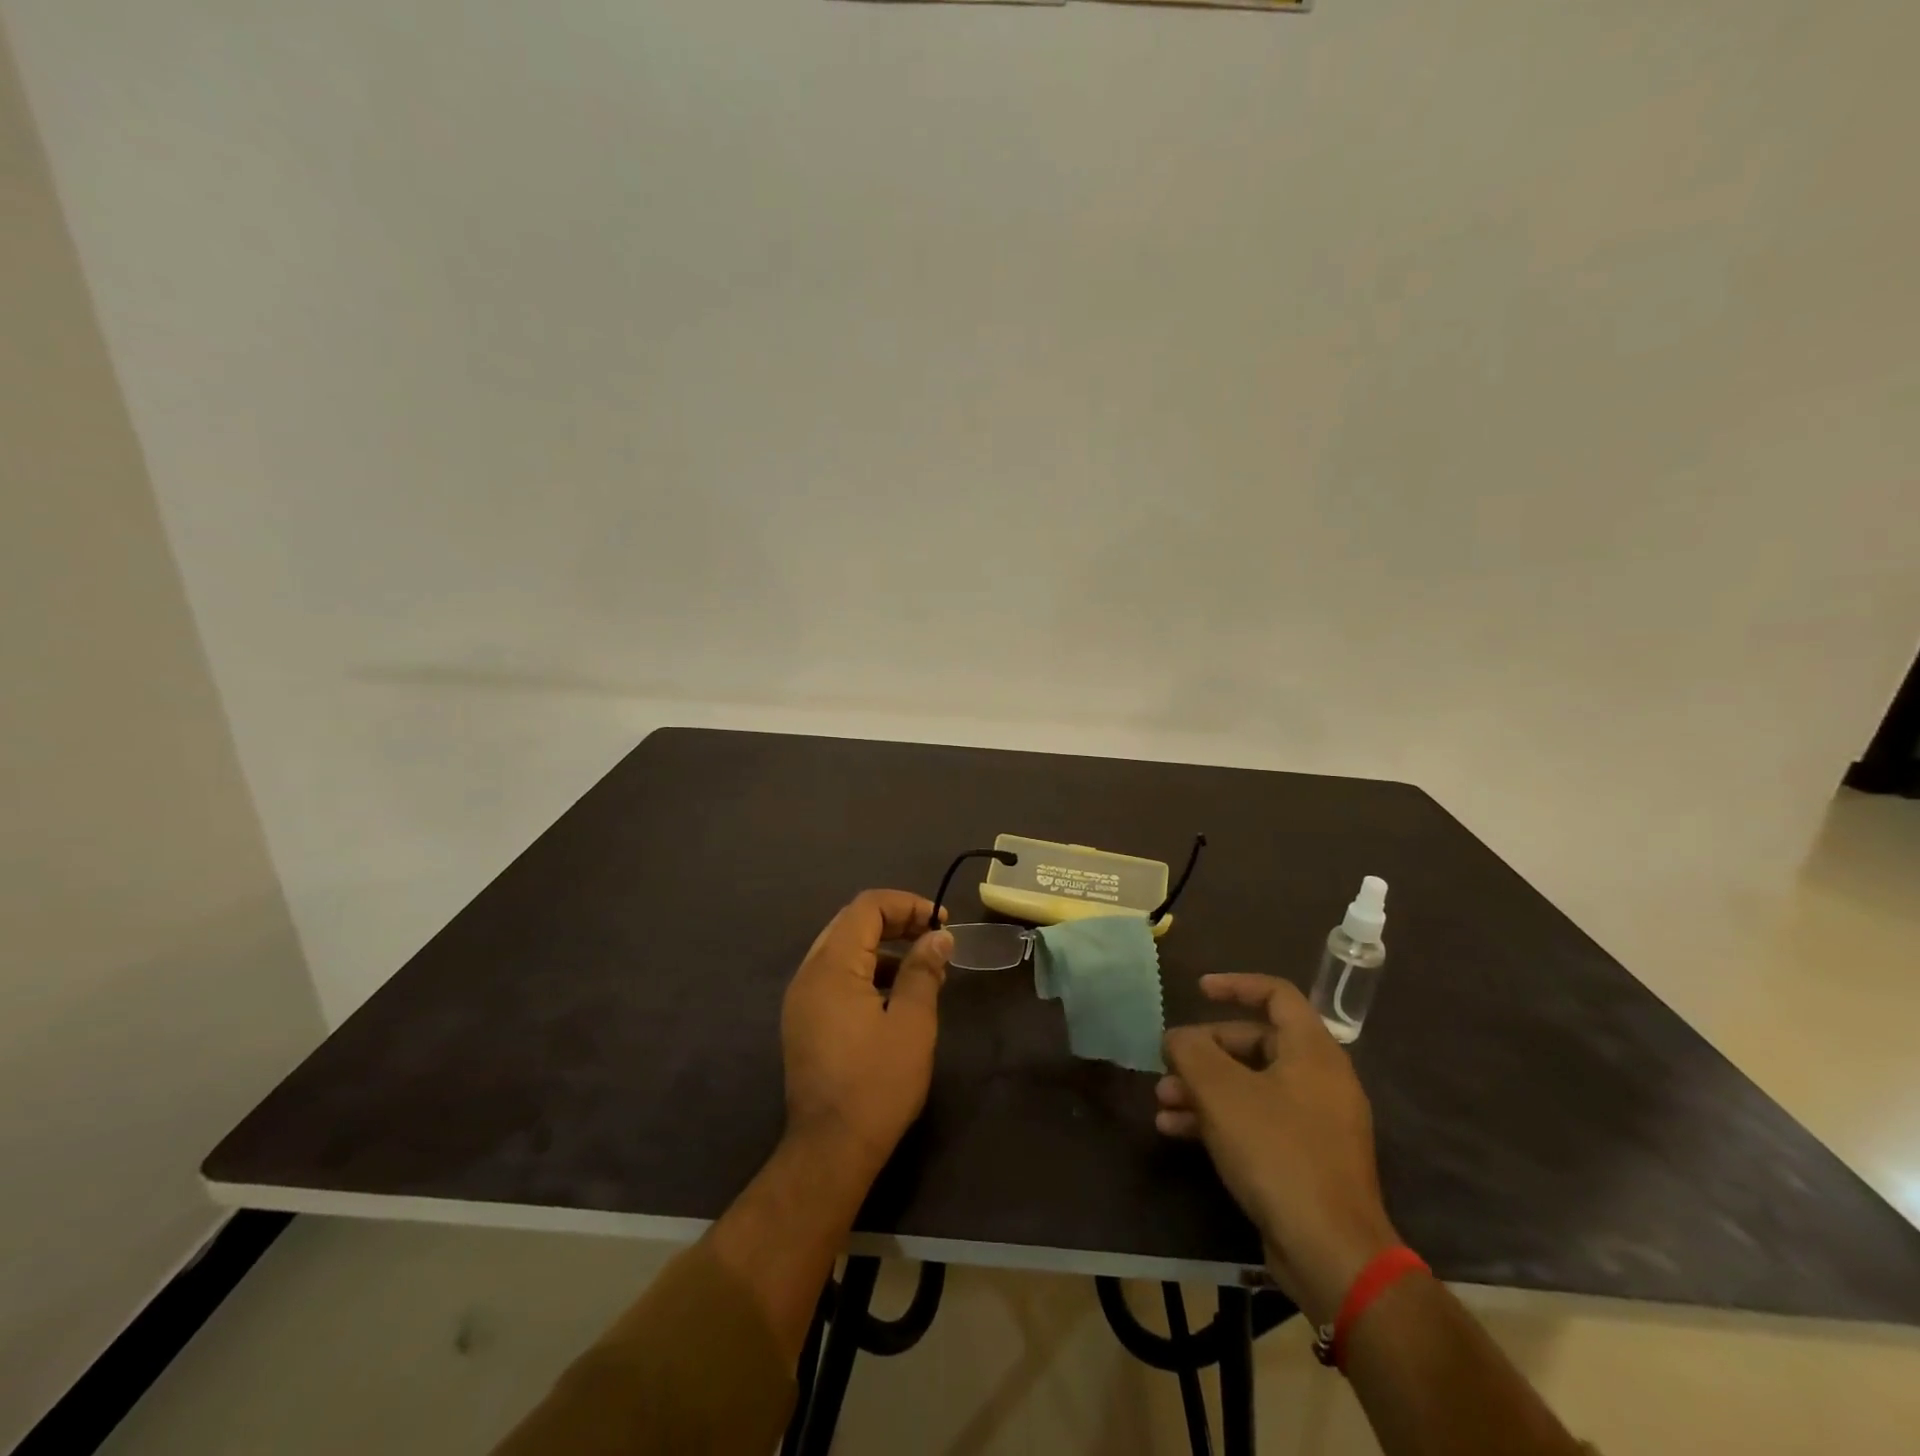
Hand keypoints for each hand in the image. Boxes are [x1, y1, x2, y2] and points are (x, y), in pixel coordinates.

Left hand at [781, 890, 951, 1177]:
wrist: (830, 1150)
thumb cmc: (877, 1083)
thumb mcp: (911, 1022)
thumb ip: (923, 970)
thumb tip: (938, 936)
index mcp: (831, 966)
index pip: (866, 907)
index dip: (907, 904)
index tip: (940, 922)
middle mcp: (809, 973)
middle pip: (851, 923)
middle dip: (895, 921)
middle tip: (933, 936)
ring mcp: (802, 998)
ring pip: (843, 949)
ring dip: (882, 947)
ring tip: (922, 967)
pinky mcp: (804, 1021)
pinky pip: (835, 976)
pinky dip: (866, 971)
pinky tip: (895, 995)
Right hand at [1159, 974, 1399, 1325]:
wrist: (1331, 1253)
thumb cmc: (1277, 1152)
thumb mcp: (1221, 1092)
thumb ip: (1191, 1051)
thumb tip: (1177, 1038)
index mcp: (1312, 1051)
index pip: (1276, 994)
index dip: (1235, 985)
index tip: (1198, 990)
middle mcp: (1320, 1079)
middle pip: (1255, 1043)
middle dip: (1206, 1052)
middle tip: (1169, 1064)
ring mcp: (1315, 1122)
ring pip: (1250, 1086)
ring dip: (1203, 1089)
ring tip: (1163, 1102)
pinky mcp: (1305, 1160)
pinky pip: (1257, 1122)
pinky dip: (1219, 1119)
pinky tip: (1177, 1131)